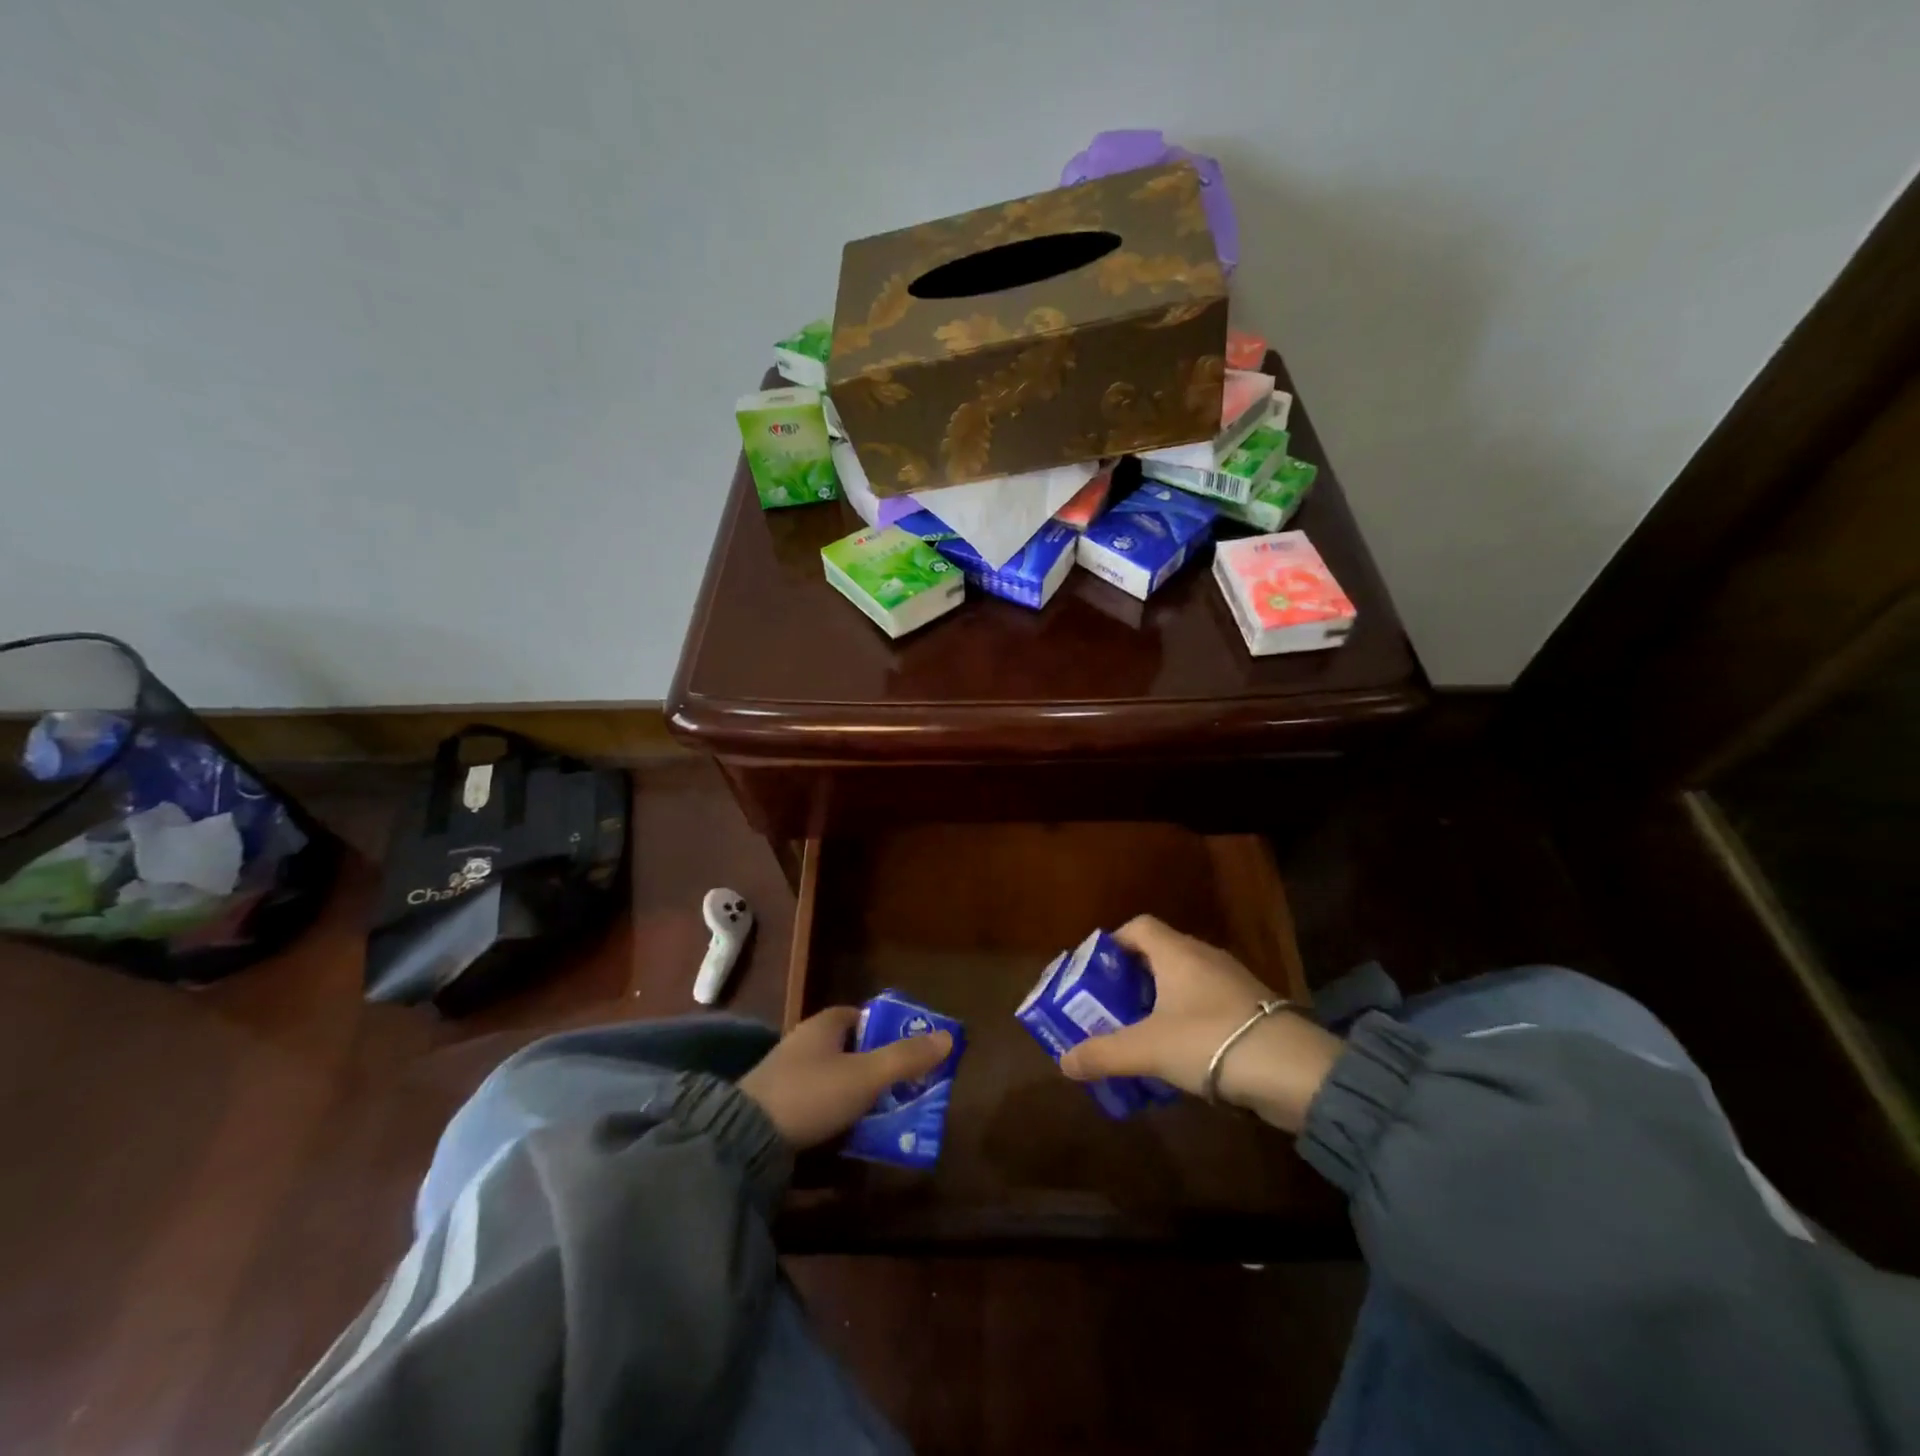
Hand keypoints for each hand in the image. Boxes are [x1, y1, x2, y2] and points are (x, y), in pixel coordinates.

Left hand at [739, 1007, 953, 1150]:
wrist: (743, 1140)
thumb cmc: (811, 1094)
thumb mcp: (866, 1076)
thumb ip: (906, 1058)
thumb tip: (948, 1037)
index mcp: (824, 1025)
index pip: (863, 1017)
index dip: (888, 1031)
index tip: (911, 1052)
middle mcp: (805, 1043)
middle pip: (852, 1049)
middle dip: (878, 1067)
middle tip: (906, 1089)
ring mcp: (788, 1076)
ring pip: (836, 1079)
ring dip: (859, 1095)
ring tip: (887, 1117)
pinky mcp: (778, 1108)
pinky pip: (819, 1104)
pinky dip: (838, 1115)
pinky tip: (852, 1135)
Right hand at [1056, 916, 1341, 1131]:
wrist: (1294, 1071)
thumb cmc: (1210, 1041)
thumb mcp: (1147, 1049)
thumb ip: (1103, 1053)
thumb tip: (1064, 1062)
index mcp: (1177, 952)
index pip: (1139, 926)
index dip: (1113, 944)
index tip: (1095, 974)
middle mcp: (1204, 957)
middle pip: (1159, 955)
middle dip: (1131, 980)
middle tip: (1110, 1009)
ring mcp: (1233, 982)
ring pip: (1184, 982)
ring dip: (1160, 1003)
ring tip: (1140, 1034)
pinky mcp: (1252, 1010)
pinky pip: (1207, 1004)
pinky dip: (1187, 1020)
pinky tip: (1180, 1053)